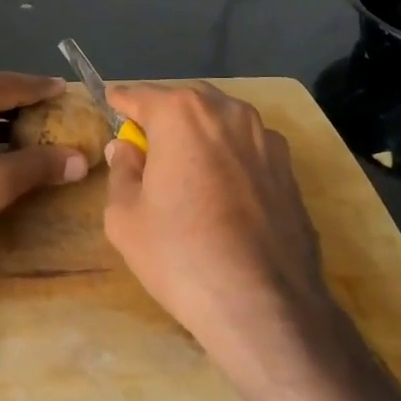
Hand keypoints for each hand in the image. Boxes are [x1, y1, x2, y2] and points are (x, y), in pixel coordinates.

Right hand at [103, 82, 337, 359]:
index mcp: (181, 114)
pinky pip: (248, 148)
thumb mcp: (125, 217)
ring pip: (221, 121)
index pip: (140, 94)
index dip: (120, 101)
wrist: (265, 305)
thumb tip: (126, 148)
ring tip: (186, 168)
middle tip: (146, 144)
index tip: (110, 104)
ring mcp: (266, 138)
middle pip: (185, 102)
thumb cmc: (180, 255)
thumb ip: (122, 171)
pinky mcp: (290, 169)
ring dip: (200, 133)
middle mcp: (227, 112)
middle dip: (163, 115)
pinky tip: (223, 193)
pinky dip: (229, 156)